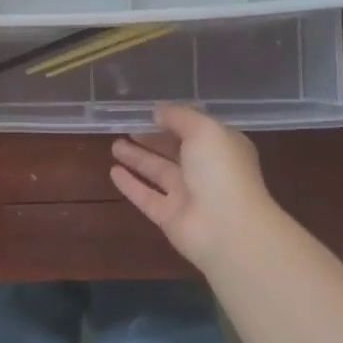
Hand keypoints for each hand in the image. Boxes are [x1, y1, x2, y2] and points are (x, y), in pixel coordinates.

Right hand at [110, 104, 283, 272]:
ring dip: (137, 158)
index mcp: (221, 148)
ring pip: (158, 172)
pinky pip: (146, 196)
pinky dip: (130, 184)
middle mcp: (205, 171)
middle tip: (127, 128)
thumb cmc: (221, 171)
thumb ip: (179, 117)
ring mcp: (187, 196)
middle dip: (152, 139)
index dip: (173, 120)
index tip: (148, 112)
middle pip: (174, 151)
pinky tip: (112, 172)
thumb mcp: (204, 130)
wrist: (229, 229)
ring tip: (114, 145)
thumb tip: (158, 112)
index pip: (195, 130)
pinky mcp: (169, 217)